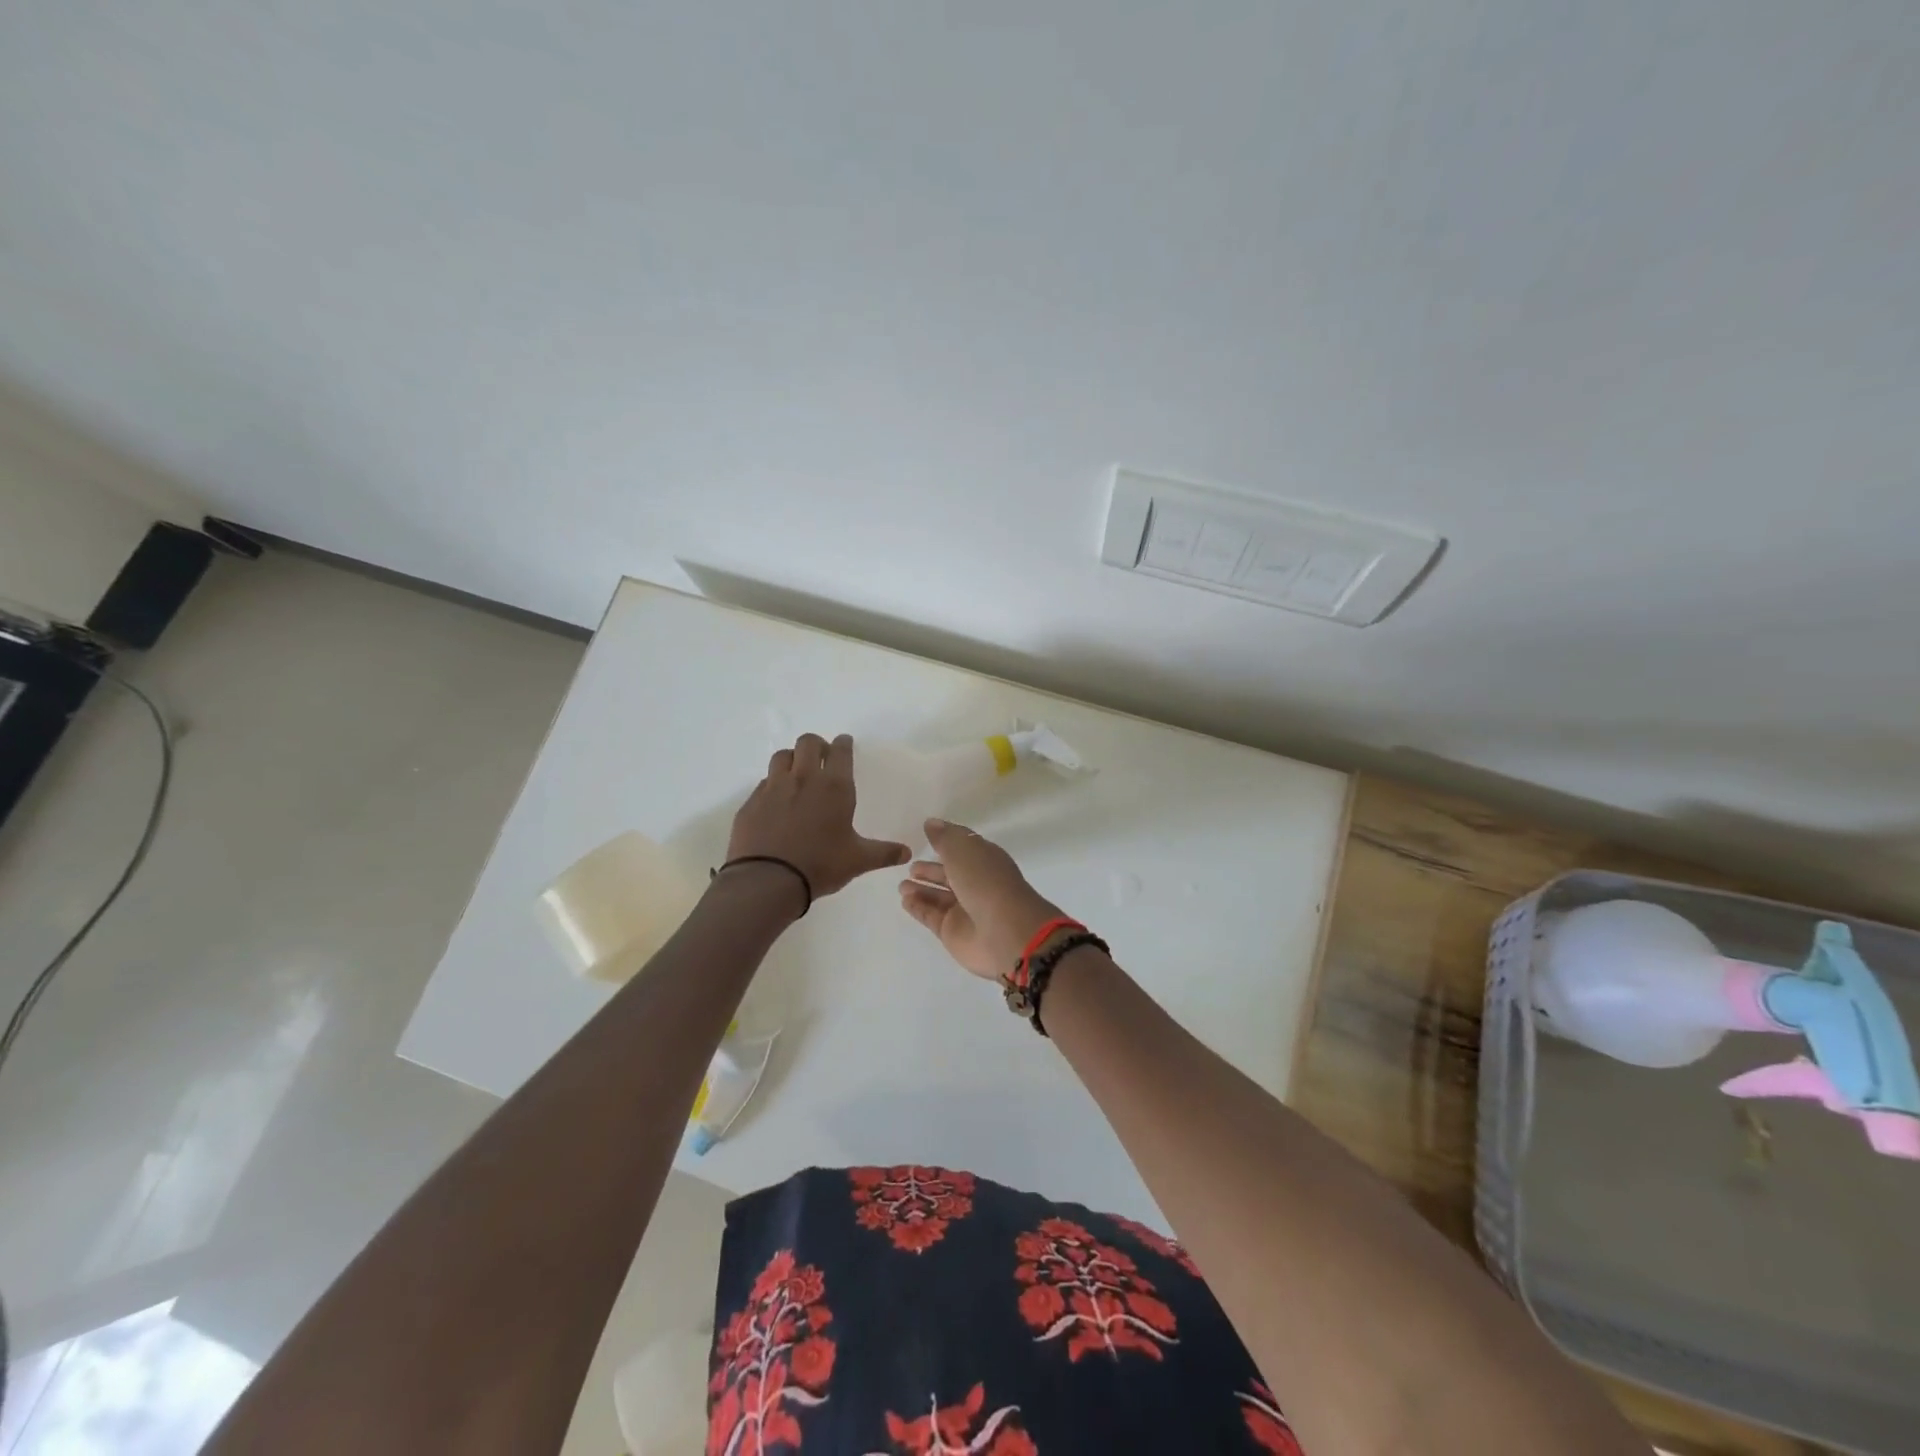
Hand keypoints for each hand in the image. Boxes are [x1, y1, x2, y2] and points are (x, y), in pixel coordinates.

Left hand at [725, 734, 910, 903]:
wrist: (767, 881)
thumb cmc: (820, 865)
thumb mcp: (857, 860)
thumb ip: (883, 853)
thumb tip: (907, 853)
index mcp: (834, 787)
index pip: (840, 750)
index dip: (844, 743)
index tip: (845, 743)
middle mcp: (803, 779)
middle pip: (808, 742)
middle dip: (817, 745)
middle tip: (822, 758)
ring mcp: (773, 788)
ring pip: (782, 756)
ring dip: (792, 759)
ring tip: (797, 775)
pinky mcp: (751, 802)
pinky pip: (764, 783)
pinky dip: (772, 785)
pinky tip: (776, 803)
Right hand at [898, 820, 1066, 980]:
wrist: (1004, 933)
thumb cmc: (985, 882)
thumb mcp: (963, 850)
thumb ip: (944, 837)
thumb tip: (931, 823)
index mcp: (985, 860)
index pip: (964, 848)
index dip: (947, 842)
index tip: (926, 836)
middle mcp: (976, 884)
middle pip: (950, 874)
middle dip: (931, 870)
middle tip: (910, 866)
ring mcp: (965, 910)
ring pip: (939, 897)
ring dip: (921, 890)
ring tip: (902, 885)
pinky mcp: (952, 932)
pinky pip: (931, 916)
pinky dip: (918, 908)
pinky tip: (904, 900)